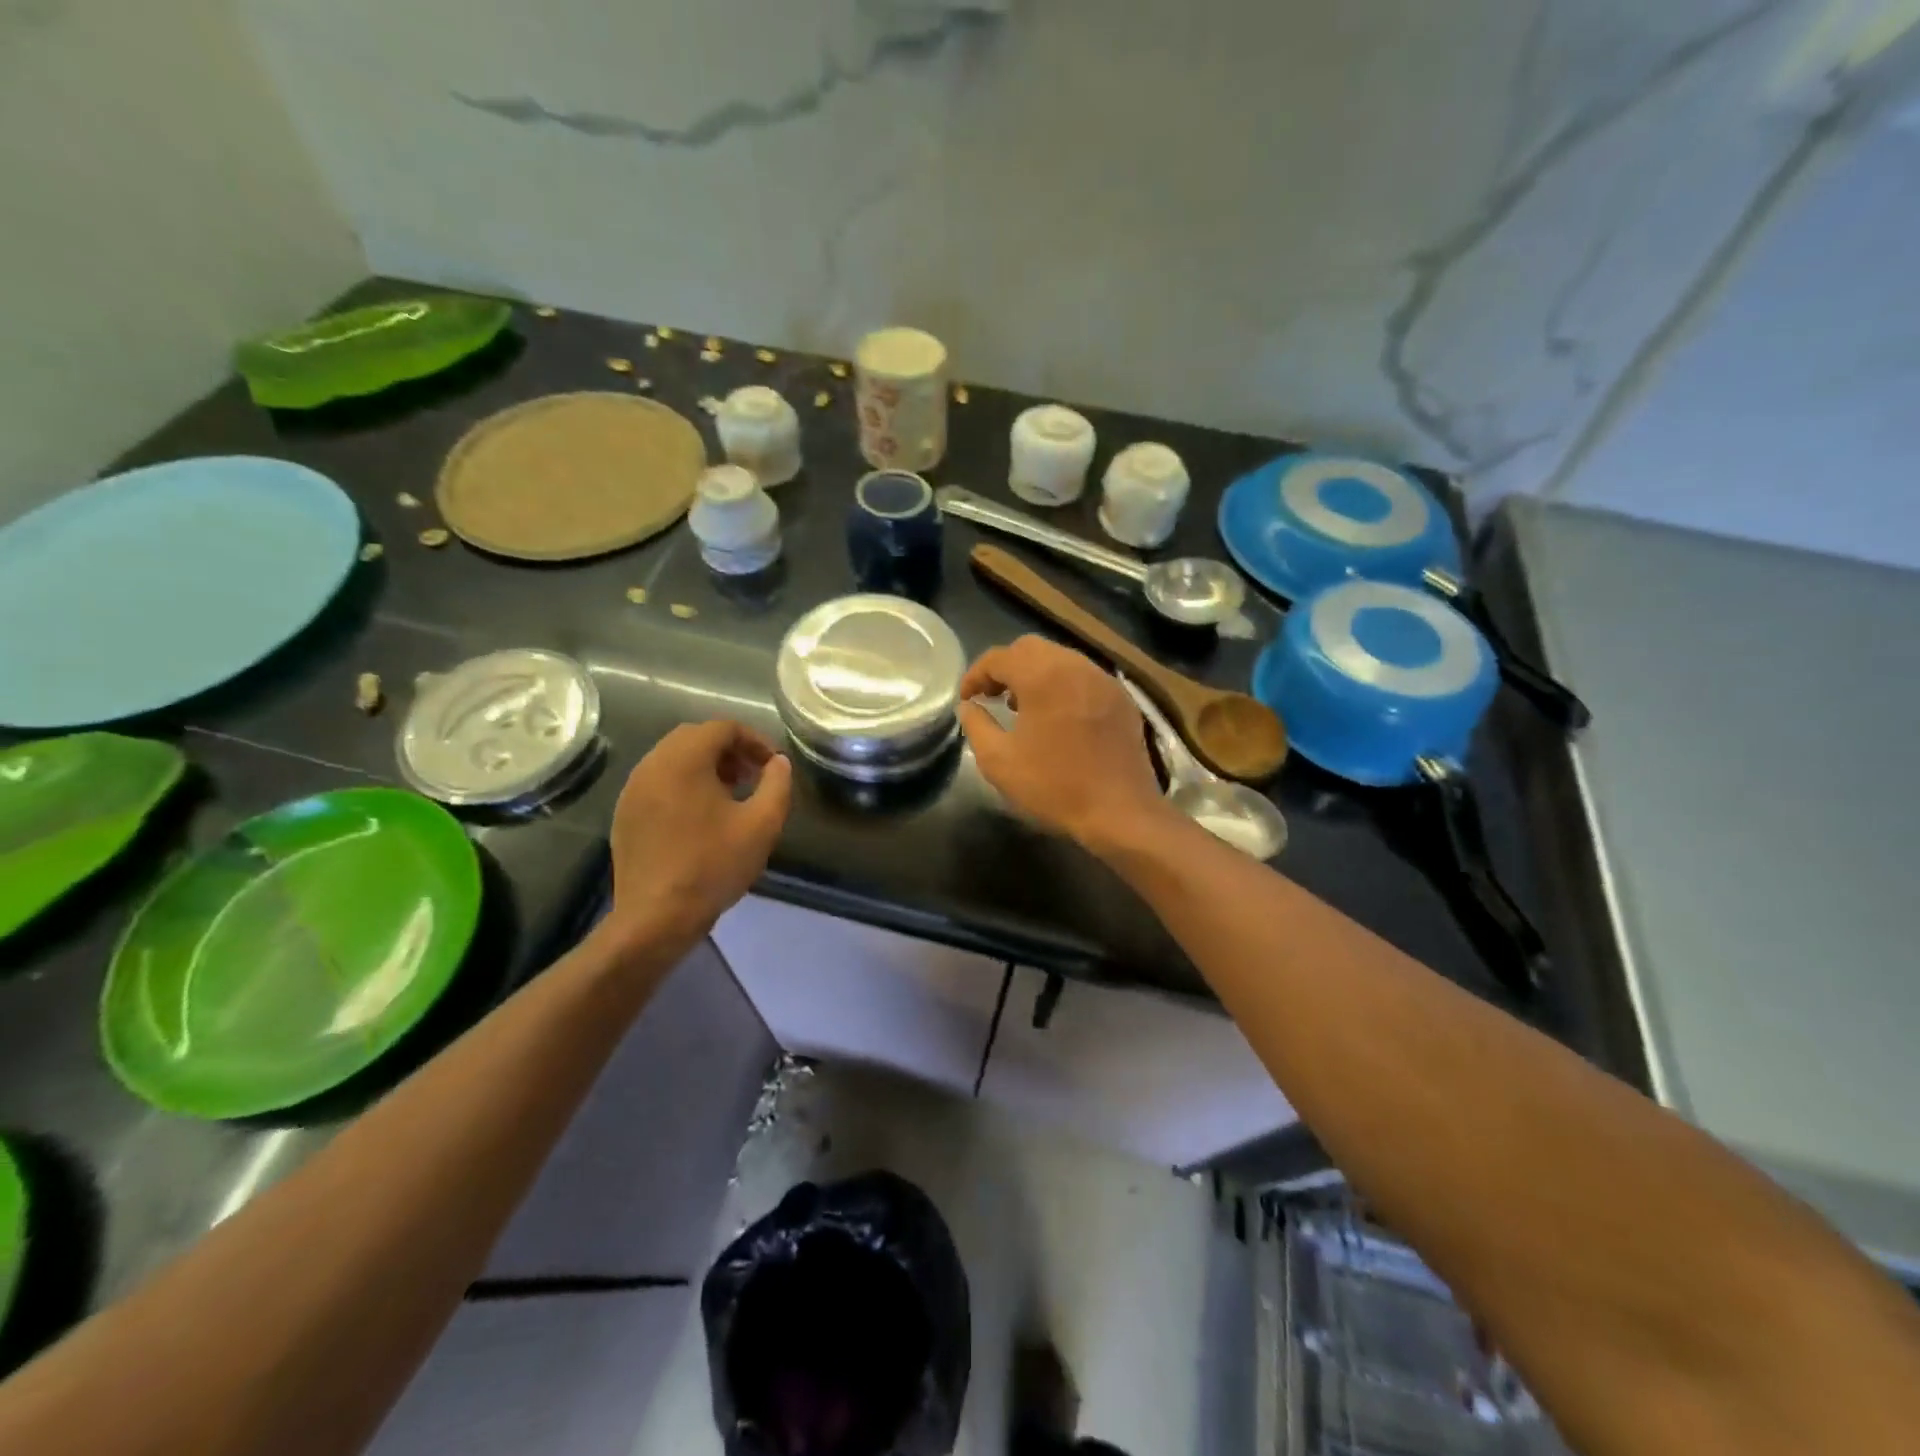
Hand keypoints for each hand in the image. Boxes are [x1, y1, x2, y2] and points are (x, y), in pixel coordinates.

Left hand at [604, 721, 792, 956]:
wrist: (656, 917)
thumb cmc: (713, 865)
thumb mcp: (762, 824)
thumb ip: (778, 784)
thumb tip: (779, 763)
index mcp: (683, 760)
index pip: (722, 727)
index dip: (754, 740)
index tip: (772, 766)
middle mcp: (652, 765)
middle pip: (695, 737)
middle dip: (729, 750)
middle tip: (752, 776)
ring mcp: (633, 790)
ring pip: (673, 758)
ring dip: (705, 766)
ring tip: (730, 796)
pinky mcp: (625, 813)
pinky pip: (658, 782)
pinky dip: (683, 784)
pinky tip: (701, 817)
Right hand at [957, 636, 1172, 850]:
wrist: (1120, 811)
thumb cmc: (1054, 785)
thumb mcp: (998, 761)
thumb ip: (976, 726)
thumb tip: (969, 706)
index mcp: (1043, 675)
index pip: (999, 657)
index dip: (975, 675)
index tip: (966, 699)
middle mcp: (1075, 666)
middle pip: (1030, 649)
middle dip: (1005, 668)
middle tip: (991, 696)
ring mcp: (1104, 680)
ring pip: (1060, 659)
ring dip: (1035, 674)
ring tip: (1022, 707)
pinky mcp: (1122, 698)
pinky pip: (1084, 677)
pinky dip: (1063, 685)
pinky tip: (1058, 717)